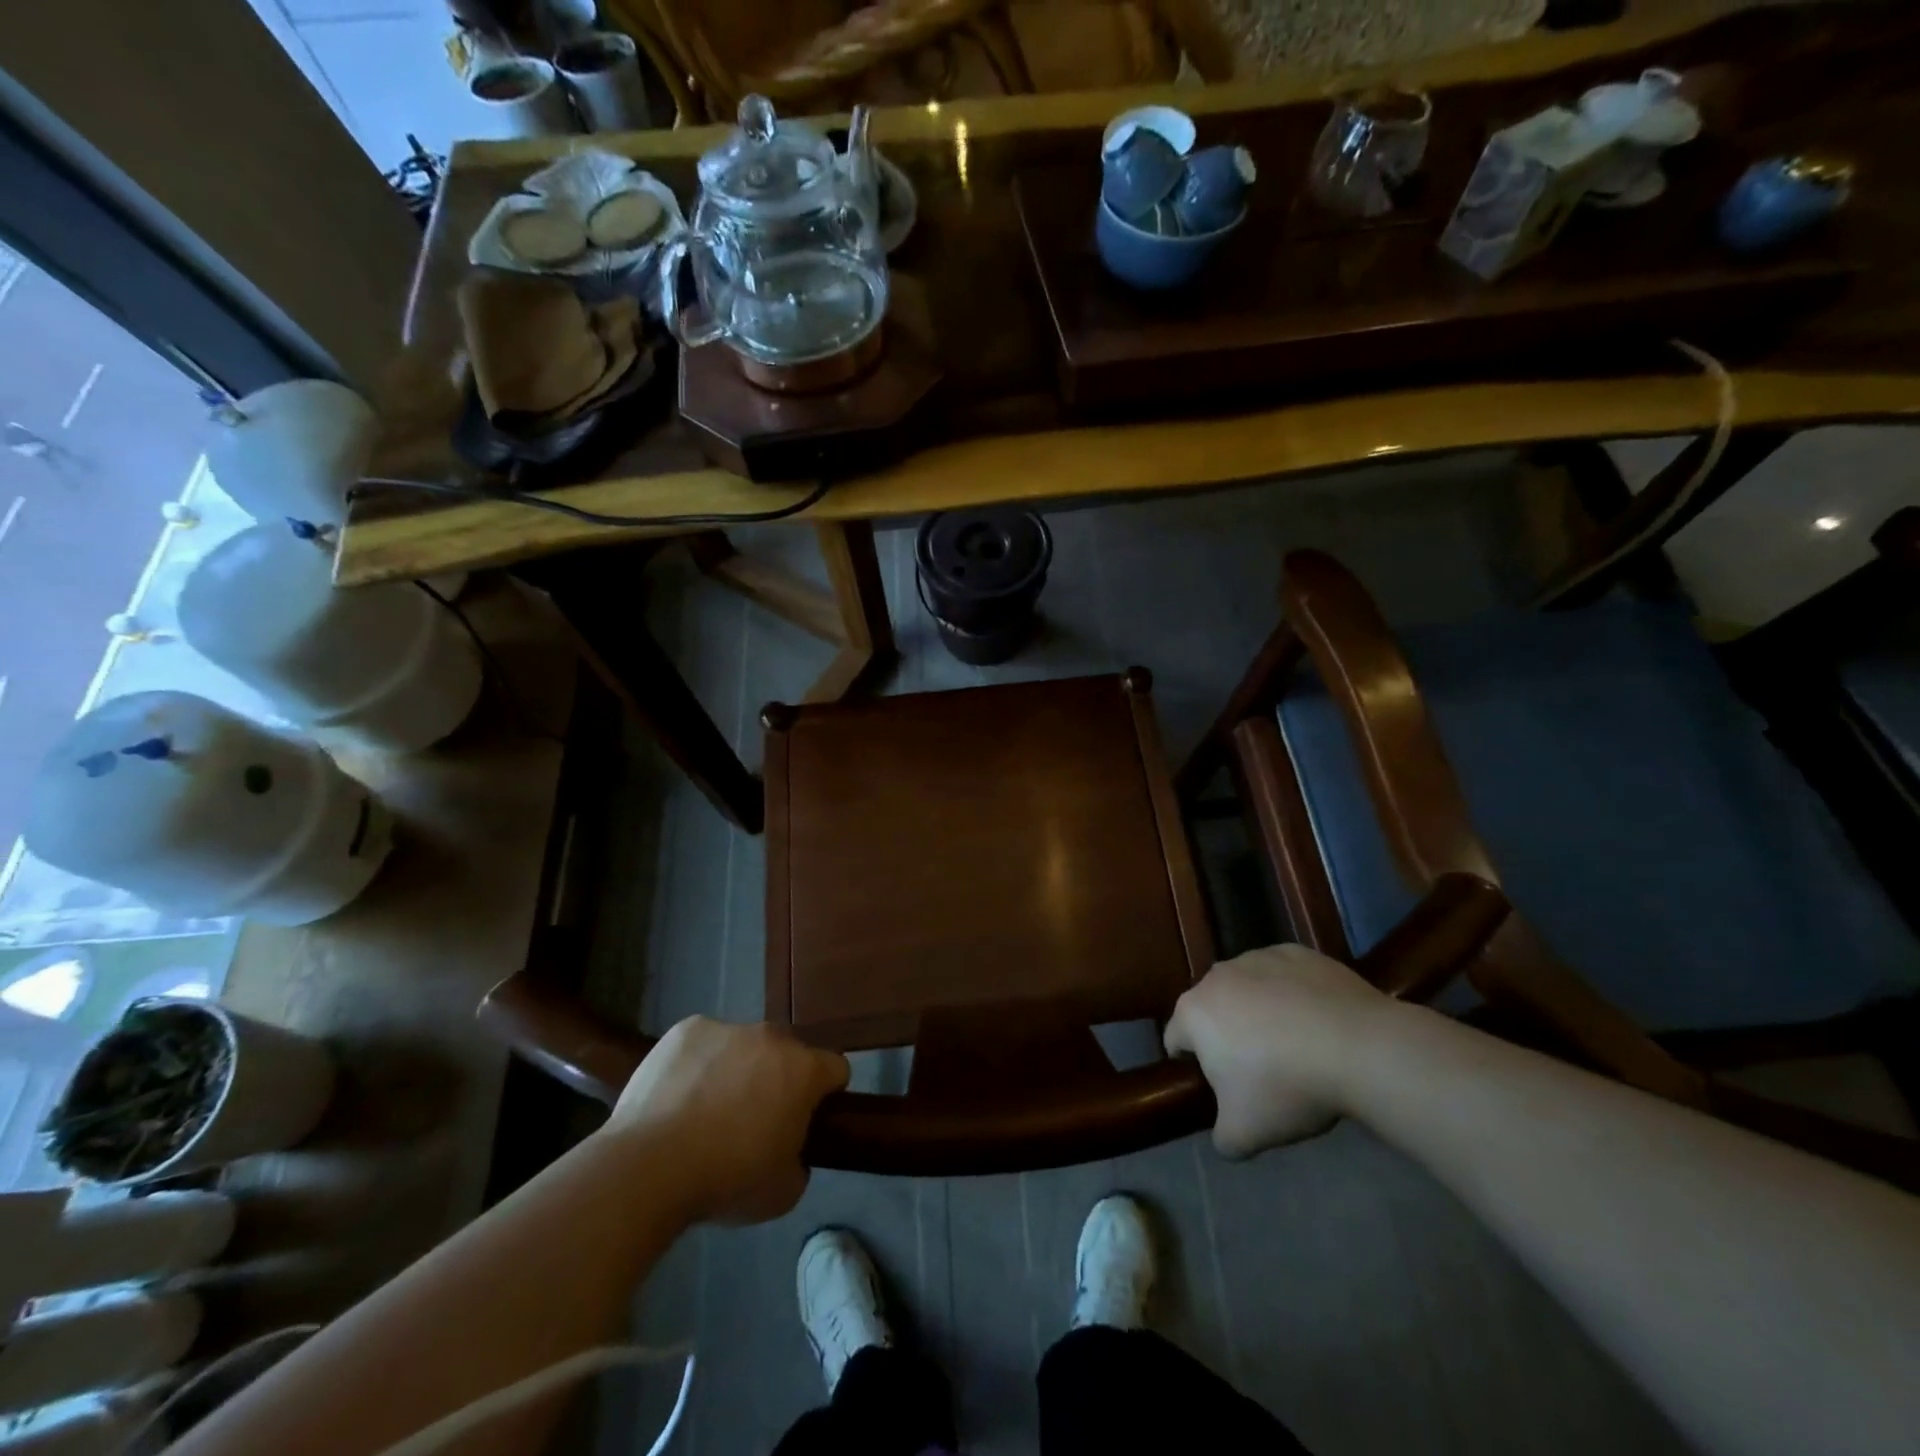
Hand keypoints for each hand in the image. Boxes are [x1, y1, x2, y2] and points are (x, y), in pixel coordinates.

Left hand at [606, 1017, 848, 1224]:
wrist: (649, 1168)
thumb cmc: (727, 1181)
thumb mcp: (784, 1192)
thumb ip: (799, 1160)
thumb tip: (788, 1149)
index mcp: (803, 1070)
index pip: (835, 1069)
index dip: (826, 1094)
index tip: (807, 1119)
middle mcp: (772, 1038)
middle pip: (786, 1053)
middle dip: (777, 1079)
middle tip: (752, 1121)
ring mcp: (728, 1028)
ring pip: (742, 1046)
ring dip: (736, 1069)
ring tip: (704, 1112)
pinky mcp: (687, 1029)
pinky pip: (703, 1043)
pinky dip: (698, 1064)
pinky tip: (677, 1097)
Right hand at [1165, 944, 1392, 1157]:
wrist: (1361, 1048)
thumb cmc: (1287, 1087)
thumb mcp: (1245, 1134)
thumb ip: (1222, 1138)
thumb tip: (1226, 1135)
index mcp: (1194, 1012)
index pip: (1175, 1040)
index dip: (1194, 1068)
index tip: (1223, 1091)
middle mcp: (1217, 975)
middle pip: (1212, 1011)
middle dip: (1228, 1037)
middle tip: (1261, 1073)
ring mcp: (1258, 957)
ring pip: (1247, 989)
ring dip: (1259, 1012)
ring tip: (1296, 1047)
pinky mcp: (1298, 953)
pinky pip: (1284, 976)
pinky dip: (1292, 995)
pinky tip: (1319, 1023)